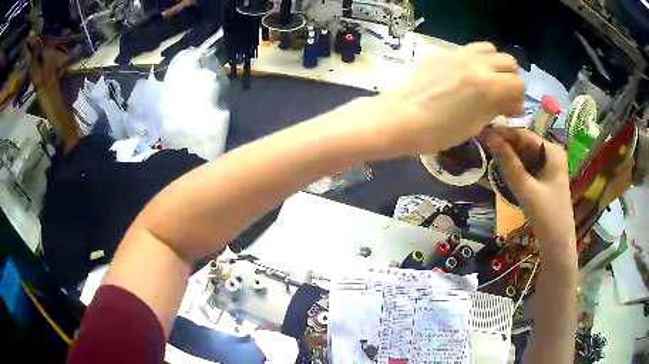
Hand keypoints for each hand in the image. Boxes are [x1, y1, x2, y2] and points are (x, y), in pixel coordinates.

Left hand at [353, 42, 523, 158]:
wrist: (399, 117)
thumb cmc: (438, 131)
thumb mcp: (475, 125)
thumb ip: (497, 108)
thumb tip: (511, 102)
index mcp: (488, 85)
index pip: (518, 84)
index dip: (518, 99)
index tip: (510, 110)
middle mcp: (477, 63)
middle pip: (508, 62)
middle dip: (510, 79)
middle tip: (501, 94)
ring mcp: (458, 54)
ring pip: (490, 49)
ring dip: (494, 64)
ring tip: (485, 81)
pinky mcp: (442, 52)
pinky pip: (468, 49)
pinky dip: (476, 60)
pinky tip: (465, 75)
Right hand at [483, 126, 575, 257]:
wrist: (557, 243)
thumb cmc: (546, 215)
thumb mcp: (526, 188)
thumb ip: (508, 162)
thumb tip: (488, 136)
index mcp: (552, 150)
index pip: (524, 134)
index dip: (503, 132)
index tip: (481, 130)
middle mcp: (551, 153)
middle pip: (525, 143)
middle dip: (505, 144)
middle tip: (482, 143)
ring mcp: (549, 165)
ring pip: (525, 154)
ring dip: (509, 155)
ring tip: (488, 152)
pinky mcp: (545, 177)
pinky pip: (527, 165)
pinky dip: (515, 166)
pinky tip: (502, 167)